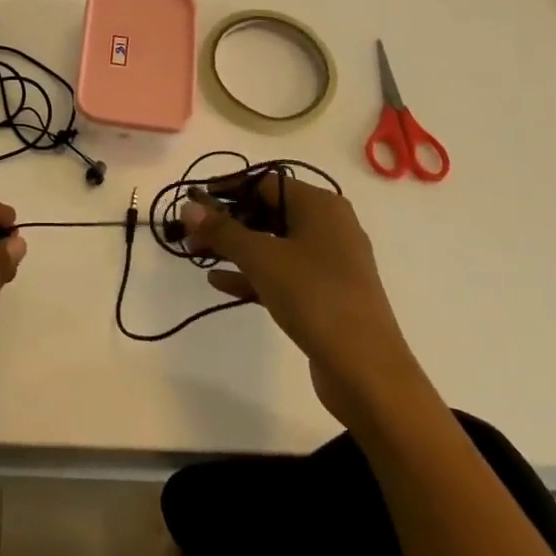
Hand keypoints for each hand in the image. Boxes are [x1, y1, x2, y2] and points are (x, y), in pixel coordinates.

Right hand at [181, 172, 426, 428]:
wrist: (368, 373)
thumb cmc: (315, 297)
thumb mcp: (262, 258)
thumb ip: (222, 230)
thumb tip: (188, 206)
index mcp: (320, 206)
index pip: (264, 183)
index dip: (226, 190)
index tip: (193, 202)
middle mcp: (328, 226)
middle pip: (267, 212)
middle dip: (226, 222)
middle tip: (190, 234)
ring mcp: (329, 263)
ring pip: (272, 244)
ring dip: (234, 248)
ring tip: (195, 255)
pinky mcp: (325, 295)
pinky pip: (281, 273)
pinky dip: (252, 274)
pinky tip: (218, 282)